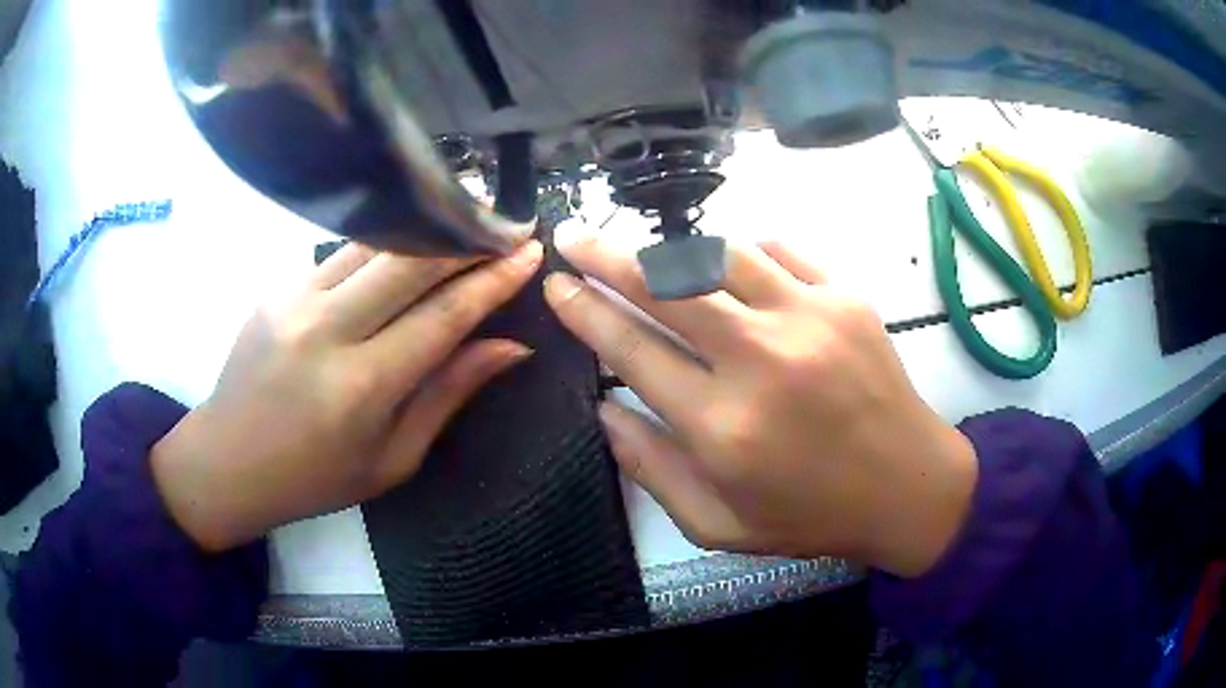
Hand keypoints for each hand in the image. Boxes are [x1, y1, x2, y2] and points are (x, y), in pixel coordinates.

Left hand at [151, 241, 544, 551]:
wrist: (227, 461)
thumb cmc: (314, 478)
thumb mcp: (392, 459)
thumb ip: (449, 395)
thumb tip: (511, 347)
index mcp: (362, 387)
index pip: (443, 314)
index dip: (492, 280)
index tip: (529, 252)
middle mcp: (327, 331)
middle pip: (410, 260)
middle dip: (466, 235)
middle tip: (507, 221)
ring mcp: (294, 300)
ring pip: (374, 243)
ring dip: (426, 227)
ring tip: (465, 215)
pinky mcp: (276, 287)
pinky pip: (341, 254)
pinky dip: (383, 244)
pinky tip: (406, 243)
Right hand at [544, 236, 976, 577]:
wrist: (907, 487)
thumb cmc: (810, 515)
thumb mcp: (717, 524)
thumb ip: (652, 469)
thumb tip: (604, 410)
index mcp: (722, 425)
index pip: (631, 349)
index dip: (585, 311)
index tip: (557, 287)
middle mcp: (761, 359)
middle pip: (665, 285)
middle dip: (606, 256)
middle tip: (574, 237)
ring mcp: (810, 318)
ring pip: (719, 254)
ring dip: (671, 247)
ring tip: (646, 251)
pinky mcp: (847, 297)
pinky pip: (780, 250)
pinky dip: (743, 250)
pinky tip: (728, 262)